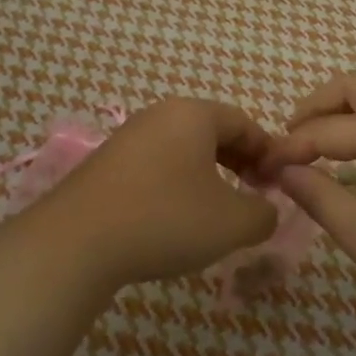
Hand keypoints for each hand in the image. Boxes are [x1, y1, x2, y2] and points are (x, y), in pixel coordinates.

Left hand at [28, 98, 279, 292]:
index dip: (268, 152)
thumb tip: (266, 210)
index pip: (244, 122)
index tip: (279, 183)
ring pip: (182, 149)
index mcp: (193, 114)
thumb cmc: (166, 219)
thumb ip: (263, 213)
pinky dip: (175, 184)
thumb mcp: (232, 223)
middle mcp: (159, 115)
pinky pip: (155, 165)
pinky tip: (174, 218)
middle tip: (253, 194)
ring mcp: (128, 137)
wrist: (76, 241)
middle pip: (212, 131)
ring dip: (207, 175)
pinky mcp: (105, 164)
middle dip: (239, 162)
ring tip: (216, 210)